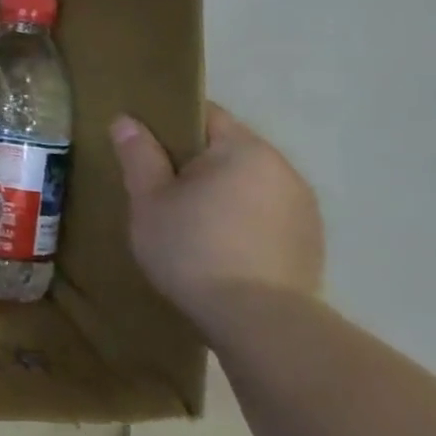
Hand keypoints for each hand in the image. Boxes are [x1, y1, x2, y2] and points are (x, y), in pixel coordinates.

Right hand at [110, 102, 324, 324]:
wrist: (258, 321)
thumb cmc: (192, 249)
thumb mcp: (149, 199)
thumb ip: (139, 155)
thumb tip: (126, 120)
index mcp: (244, 150)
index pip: (204, 114)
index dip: (168, 122)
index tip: (141, 143)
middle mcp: (282, 169)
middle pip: (228, 148)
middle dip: (193, 160)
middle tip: (155, 184)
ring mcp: (303, 206)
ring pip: (248, 182)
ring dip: (219, 190)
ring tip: (185, 218)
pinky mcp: (309, 240)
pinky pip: (265, 212)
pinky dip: (240, 217)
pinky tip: (216, 244)